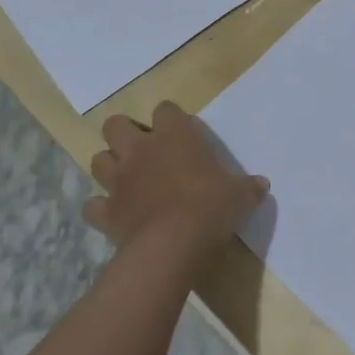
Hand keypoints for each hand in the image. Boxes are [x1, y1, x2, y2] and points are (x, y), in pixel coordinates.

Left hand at [87, 102, 269, 264]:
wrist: (172, 244)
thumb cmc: (209, 207)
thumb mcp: (240, 195)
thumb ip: (247, 187)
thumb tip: (261, 185)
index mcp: (174, 136)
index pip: (165, 110)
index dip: (170, 119)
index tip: (180, 133)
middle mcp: (141, 150)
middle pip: (115, 125)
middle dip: (124, 134)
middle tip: (143, 150)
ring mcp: (119, 181)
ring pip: (98, 160)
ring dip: (109, 166)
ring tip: (126, 179)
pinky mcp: (106, 212)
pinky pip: (92, 206)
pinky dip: (100, 208)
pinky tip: (114, 215)